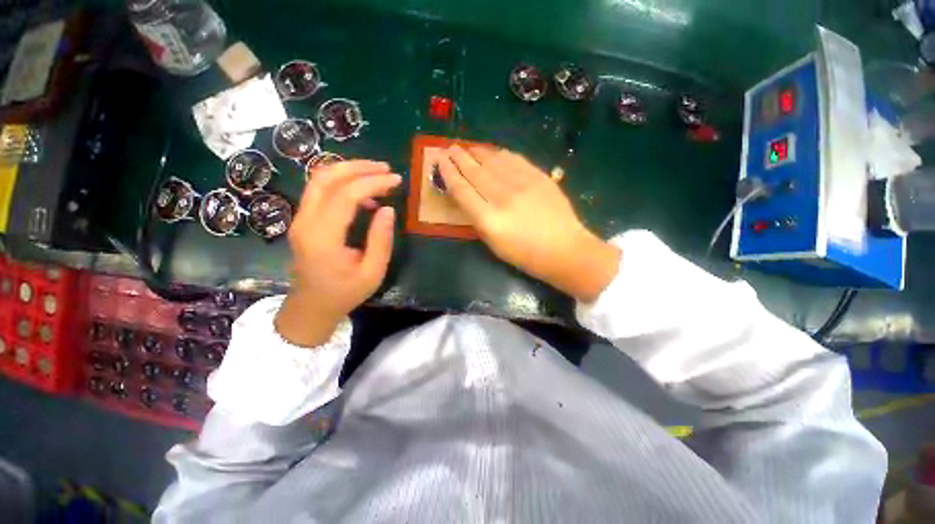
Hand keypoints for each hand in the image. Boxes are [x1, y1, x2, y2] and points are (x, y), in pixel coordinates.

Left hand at [275, 160, 400, 346]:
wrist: (311, 307)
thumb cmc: (345, 293)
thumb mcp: (372, 272)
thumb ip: (381, 239)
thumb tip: (388, 209)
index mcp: (323, 237)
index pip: (345, 195)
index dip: (372, 183)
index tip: (396, 180)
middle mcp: (305, 221)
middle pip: (325, 177)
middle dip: (358, 167)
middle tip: (386, 168)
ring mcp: (300, 218)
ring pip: (319, 179)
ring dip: (348, 171)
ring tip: (377, 175)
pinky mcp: (303, 219)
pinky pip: (320, 191)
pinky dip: (342, 184)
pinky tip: (364, 195)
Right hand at [436, 146, 619, 302]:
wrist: (563, 249)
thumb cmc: (524, 255)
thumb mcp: (493, 244)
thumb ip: (478, 219)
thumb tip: (467, 196)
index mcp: (489, 219)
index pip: (462, 189)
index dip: (448, 173)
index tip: (440, 161)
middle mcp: (502, 197)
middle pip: (475, 171)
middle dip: (458, 157)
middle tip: (449, 148)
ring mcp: (522, 184)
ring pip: (493, 161)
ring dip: (477, 152)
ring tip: (467, 147)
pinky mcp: (538, 176)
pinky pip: (514, 159)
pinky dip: (499, 154)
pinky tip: (492, 152)